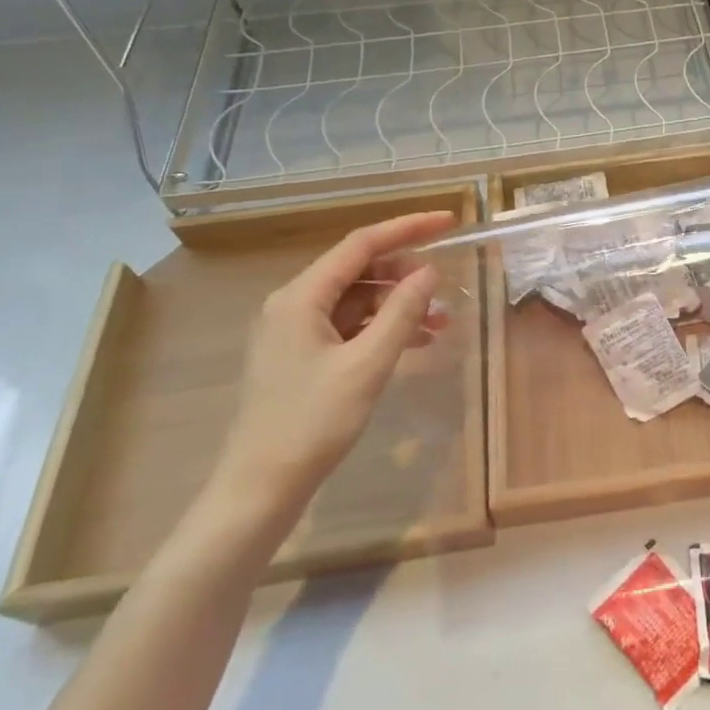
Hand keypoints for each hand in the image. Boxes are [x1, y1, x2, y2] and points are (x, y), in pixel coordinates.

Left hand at [206, 211, 452, 526]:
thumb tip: (430, 272)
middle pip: (358, 270)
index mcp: (300, 297)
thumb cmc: (312, 422)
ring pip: (357, 300)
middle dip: (405, 274)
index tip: (448, 221)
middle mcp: (294, 304)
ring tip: (440, 323)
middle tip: (445, 288)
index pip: (361, 244)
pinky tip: (415, 343)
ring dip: (398, 305)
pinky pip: (350, 327)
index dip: (407, 228)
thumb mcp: (366, 365)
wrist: (261, 487)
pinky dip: (383, 329)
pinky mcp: (302, 356)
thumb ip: (401, 312)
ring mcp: (296, 331)